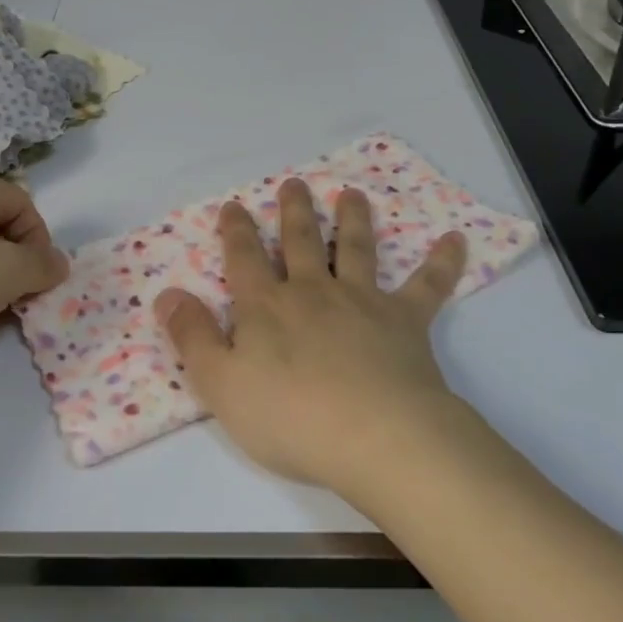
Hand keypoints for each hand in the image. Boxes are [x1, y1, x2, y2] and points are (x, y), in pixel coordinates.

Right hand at [153, 179, 469, 499]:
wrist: (375, 438)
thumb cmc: (290, 417)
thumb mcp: (221, 384)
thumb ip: (192, 337)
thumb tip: (167, 294)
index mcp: (267, 307)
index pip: (244, 258)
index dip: (236, 231)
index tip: (234, 206)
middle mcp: (312, 292)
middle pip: (300, 242)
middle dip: (294, 211)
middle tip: (295, 183)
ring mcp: (362, 302)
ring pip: (354, 250)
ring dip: (352, 220)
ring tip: (352, 194)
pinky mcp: (405, 322)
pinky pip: (426, 286)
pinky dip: (441, 262)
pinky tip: (455, 239)